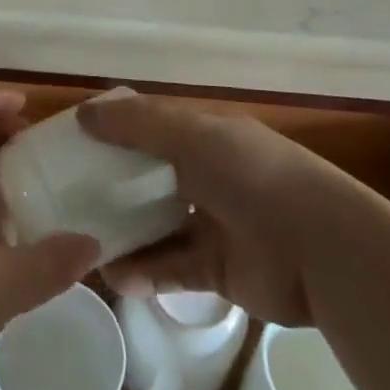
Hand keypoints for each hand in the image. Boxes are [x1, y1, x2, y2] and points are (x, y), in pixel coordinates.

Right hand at [79, 93, 340, 325]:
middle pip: (151, 178)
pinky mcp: (218, 270)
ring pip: (157, 226)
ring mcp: (215, 224)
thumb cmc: (253, 176)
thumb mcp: (192, 135)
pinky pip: (171, 269)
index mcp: (207, 137)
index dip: (115, 131)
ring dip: (123, 233)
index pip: (152, 128)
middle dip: (112, 185)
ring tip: (80, 240)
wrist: (322, 250)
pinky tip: (113, 277)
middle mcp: (210, 176)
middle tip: (66, 195)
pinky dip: (143, 272)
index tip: (73, 141)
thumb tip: (83, 113)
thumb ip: (138, 123)